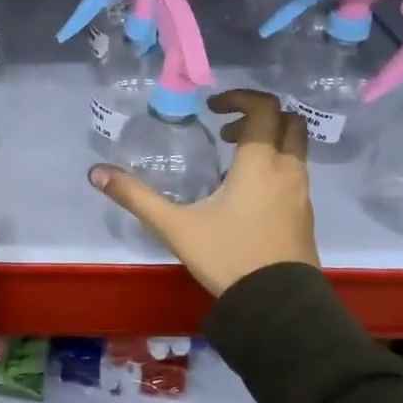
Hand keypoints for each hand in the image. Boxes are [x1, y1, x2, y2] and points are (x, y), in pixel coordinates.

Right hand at [88, 89, 317, 295]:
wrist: (278, 305)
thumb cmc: (228, 256)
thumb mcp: (175, 226)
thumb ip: (136, 197)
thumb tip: (96, 173)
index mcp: (259, 162)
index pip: (264, 107)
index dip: (240, 98)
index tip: (212, 108)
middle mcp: (287, 169)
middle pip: (288, 121)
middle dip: (258, 116)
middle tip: (225, 131)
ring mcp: (301, 193)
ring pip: (295, 148)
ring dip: (268, 142)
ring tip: (232, 162)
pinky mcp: (305, 215)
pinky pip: (295, 174)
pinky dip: (275, 167)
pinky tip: (248, 194)